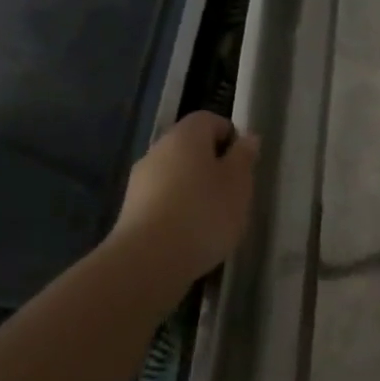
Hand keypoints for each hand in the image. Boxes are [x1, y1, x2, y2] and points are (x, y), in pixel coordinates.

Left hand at [108, 113, 258, 291]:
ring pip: (176, 174)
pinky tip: (192, 233)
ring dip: (196, 188)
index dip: (230, 136)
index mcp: (185, 136)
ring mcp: (140, 181)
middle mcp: (158, 150)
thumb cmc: (204, 213)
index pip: (209, 120)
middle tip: (234, 191)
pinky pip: (163, 199)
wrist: (149, 261)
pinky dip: (179, 209)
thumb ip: (244, 157)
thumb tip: (247, 138)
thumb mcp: (238, 184)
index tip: (244, 163)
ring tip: (215, 217)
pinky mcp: (131, 210)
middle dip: (213, 164)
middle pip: (190, 147)